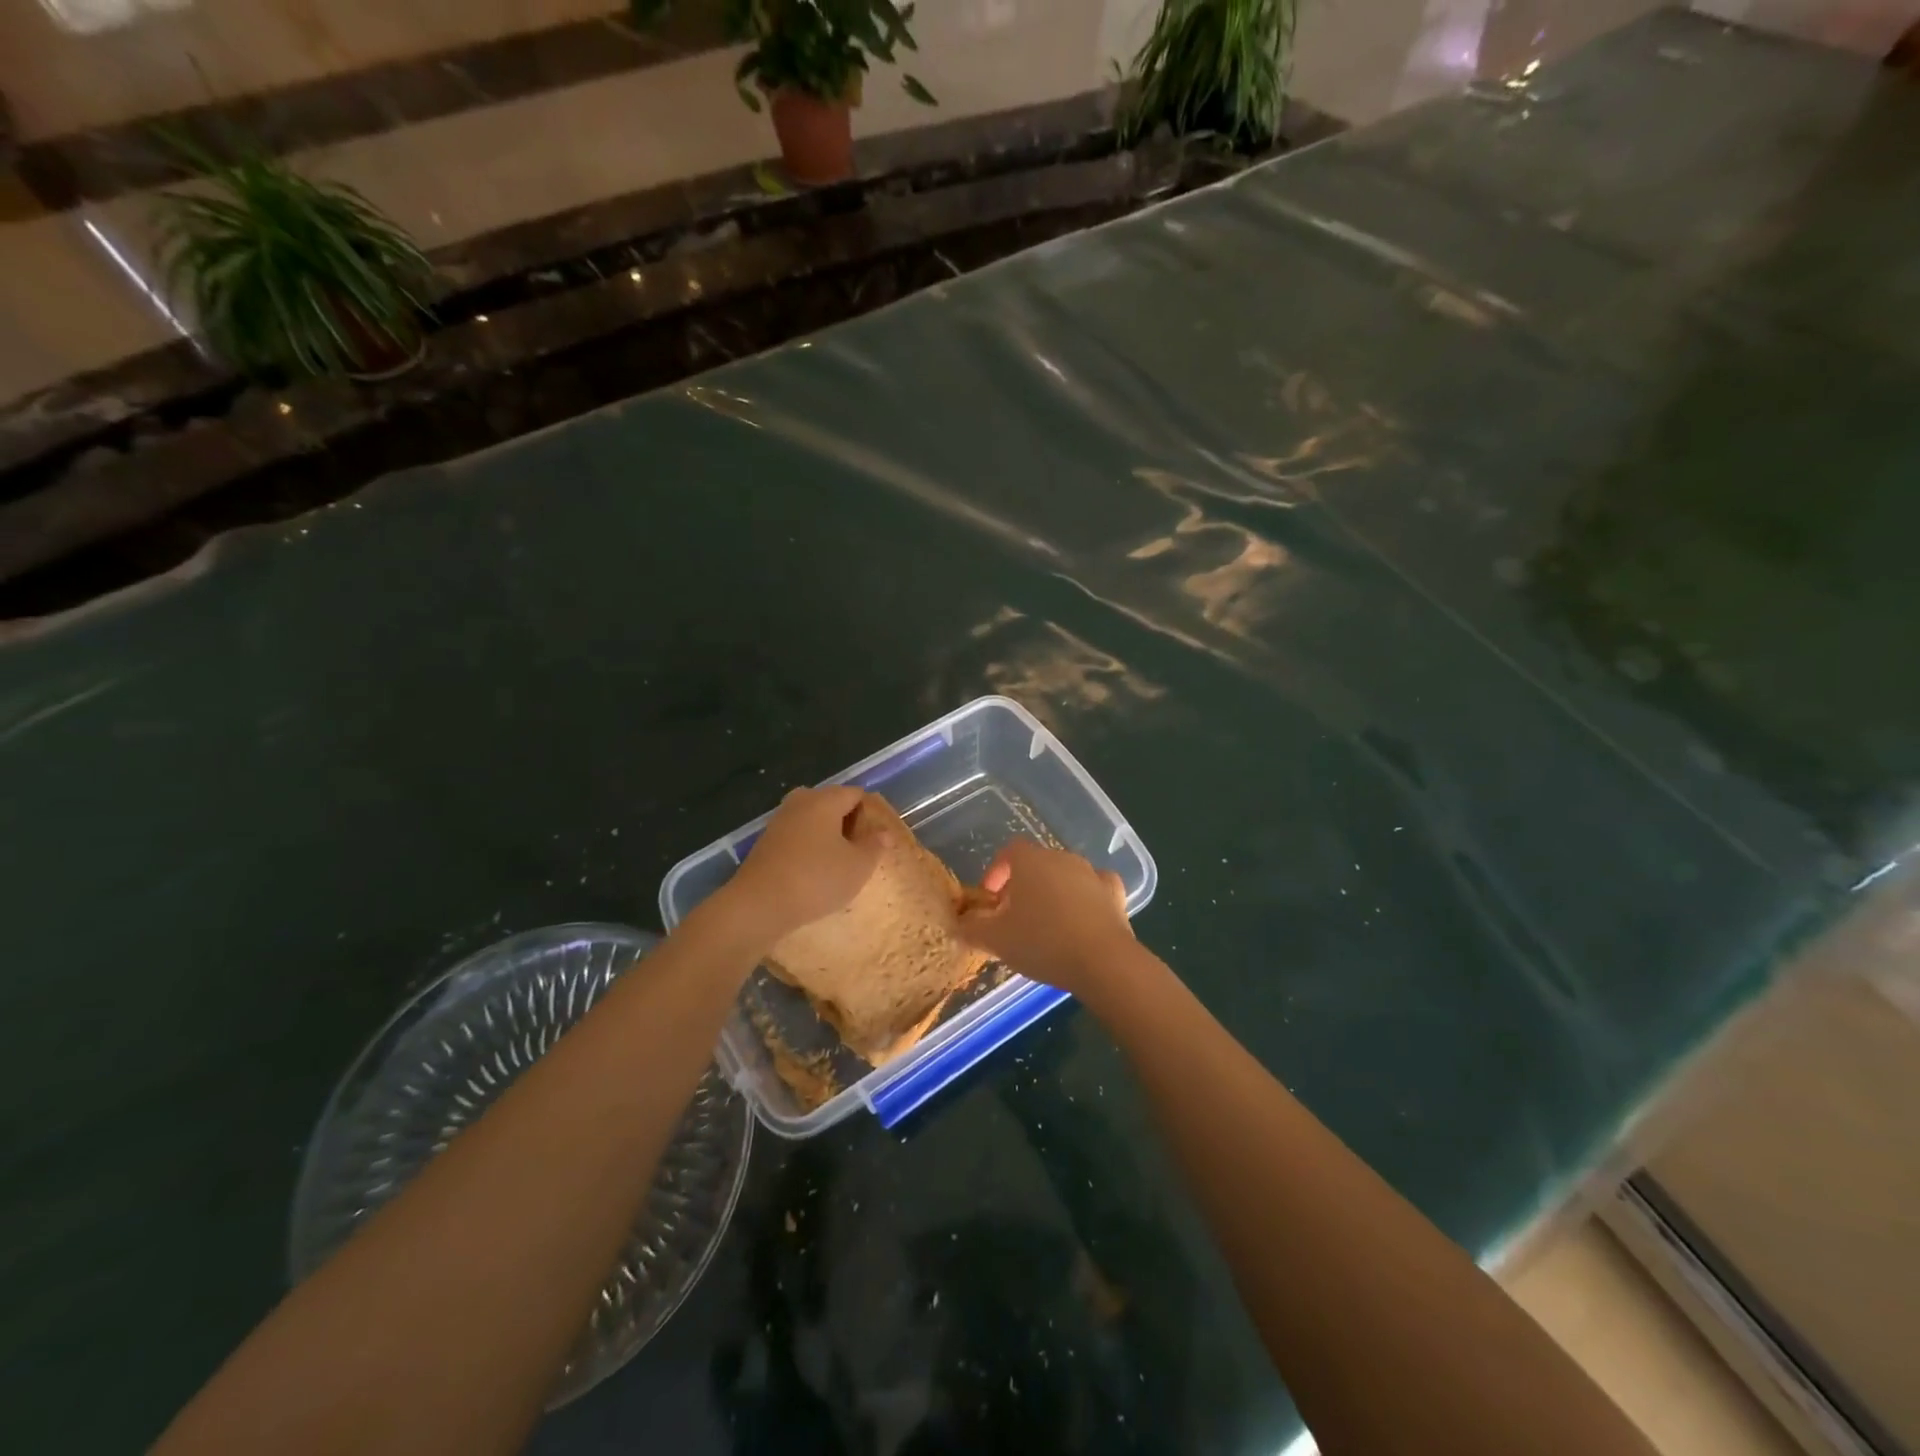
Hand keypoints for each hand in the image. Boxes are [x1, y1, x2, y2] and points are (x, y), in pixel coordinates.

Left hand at [721, 786, 887, 945]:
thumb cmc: (816, 879)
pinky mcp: (765, 842)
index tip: (876, 839)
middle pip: (831, 803)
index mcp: (825, 800)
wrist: (758, 905)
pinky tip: (813, 872)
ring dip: (826, 836)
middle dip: (847, 822)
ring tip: (838, 864)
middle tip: (859, 851)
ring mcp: (779, 821)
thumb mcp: (858, 866)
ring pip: (812, 820)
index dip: (870, 813)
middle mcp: (800, 802)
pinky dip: (808, 847)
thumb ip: (874, 846)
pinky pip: (796, 836)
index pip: (856, 794)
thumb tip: (884, 832)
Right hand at [956, 839, 1135, 996]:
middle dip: (1022, 885)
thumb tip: (959, 924)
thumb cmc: (1042, 942)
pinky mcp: (1115, 894)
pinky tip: (1082, 919)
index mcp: (1031, 861)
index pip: (1008, 852)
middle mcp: (1062, 858)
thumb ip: (972, 928)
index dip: (996, 872)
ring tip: (1045, 924)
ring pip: (1065, 876)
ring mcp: (1092, 873)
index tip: (990, 899)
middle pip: (1037, 864)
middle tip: (1013, 916)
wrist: (1102, 961)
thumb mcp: (996, 940)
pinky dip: (1085, 898)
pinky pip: (1095, 888)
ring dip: (1052, 892)